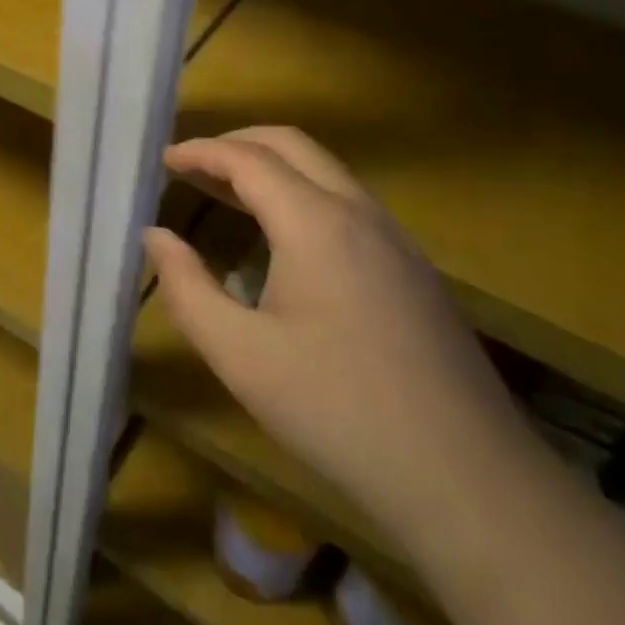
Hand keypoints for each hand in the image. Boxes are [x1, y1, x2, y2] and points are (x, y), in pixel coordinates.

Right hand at [145, 127, 532, 551]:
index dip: (200, 152)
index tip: (163, 161)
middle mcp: (360, 213)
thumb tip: (155, 236)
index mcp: (315, 222)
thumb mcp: (239, 354)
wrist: (469, 481)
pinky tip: (284, 241)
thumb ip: (186, 287)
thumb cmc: (337, 410)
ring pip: (326, 172)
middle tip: (191, 165)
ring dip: (272, 168)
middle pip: (292, 146)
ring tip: (226, 194)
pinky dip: (302, 195)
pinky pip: (348, 204)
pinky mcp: (414, 270)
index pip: (248, 159)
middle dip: (236, 143)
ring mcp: (396, 240)